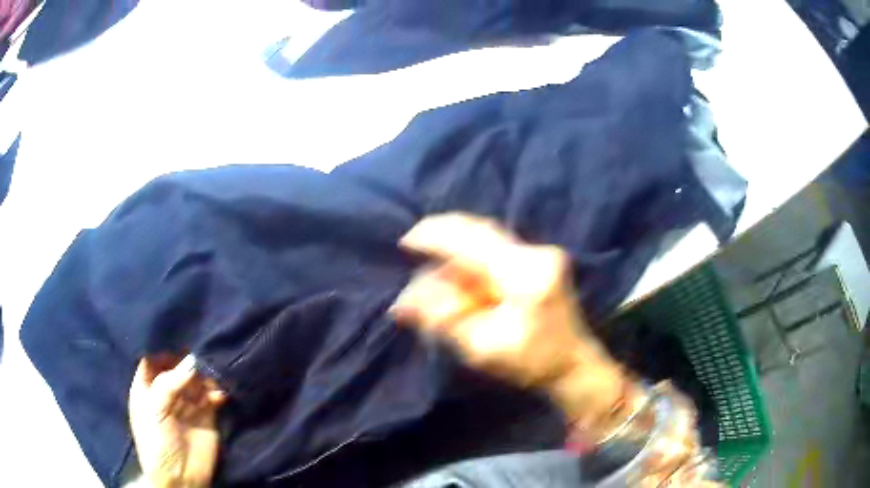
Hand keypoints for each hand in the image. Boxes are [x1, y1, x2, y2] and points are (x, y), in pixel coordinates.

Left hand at [129, 354, 226, 487]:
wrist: (180, 476)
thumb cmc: (157, 440)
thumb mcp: (154, 409)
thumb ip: (169, 383)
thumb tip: (193, 361)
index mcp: (147, 390)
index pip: (152, 363)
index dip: (162, 355)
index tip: (176, 347)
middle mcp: (166, 393)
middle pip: (176, 369)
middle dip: (187, 363)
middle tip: (200, 360)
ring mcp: (187, 405)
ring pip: (196, 381)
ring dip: (204, 378)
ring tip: (211, 381)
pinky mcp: (207, 416)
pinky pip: (212, 397)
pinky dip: (217, 393)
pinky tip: (219, 397)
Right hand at [391, 213, 627, 429]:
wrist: (573, 365)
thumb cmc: (531, 362)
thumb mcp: (481, 347)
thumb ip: (444, 320)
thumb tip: (404, 302)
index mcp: (525, 275)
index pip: (472, 241)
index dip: (434, 236)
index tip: (406, 242)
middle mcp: (536, 253)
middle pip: (480, 230)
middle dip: (443, 237)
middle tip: (415, 247)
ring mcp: (542, 253)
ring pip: (487, 238)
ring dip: (457, 250)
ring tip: (436, 275)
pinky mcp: (541, 260)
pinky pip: (496, 248)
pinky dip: (472, 257)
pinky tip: (459, 274)